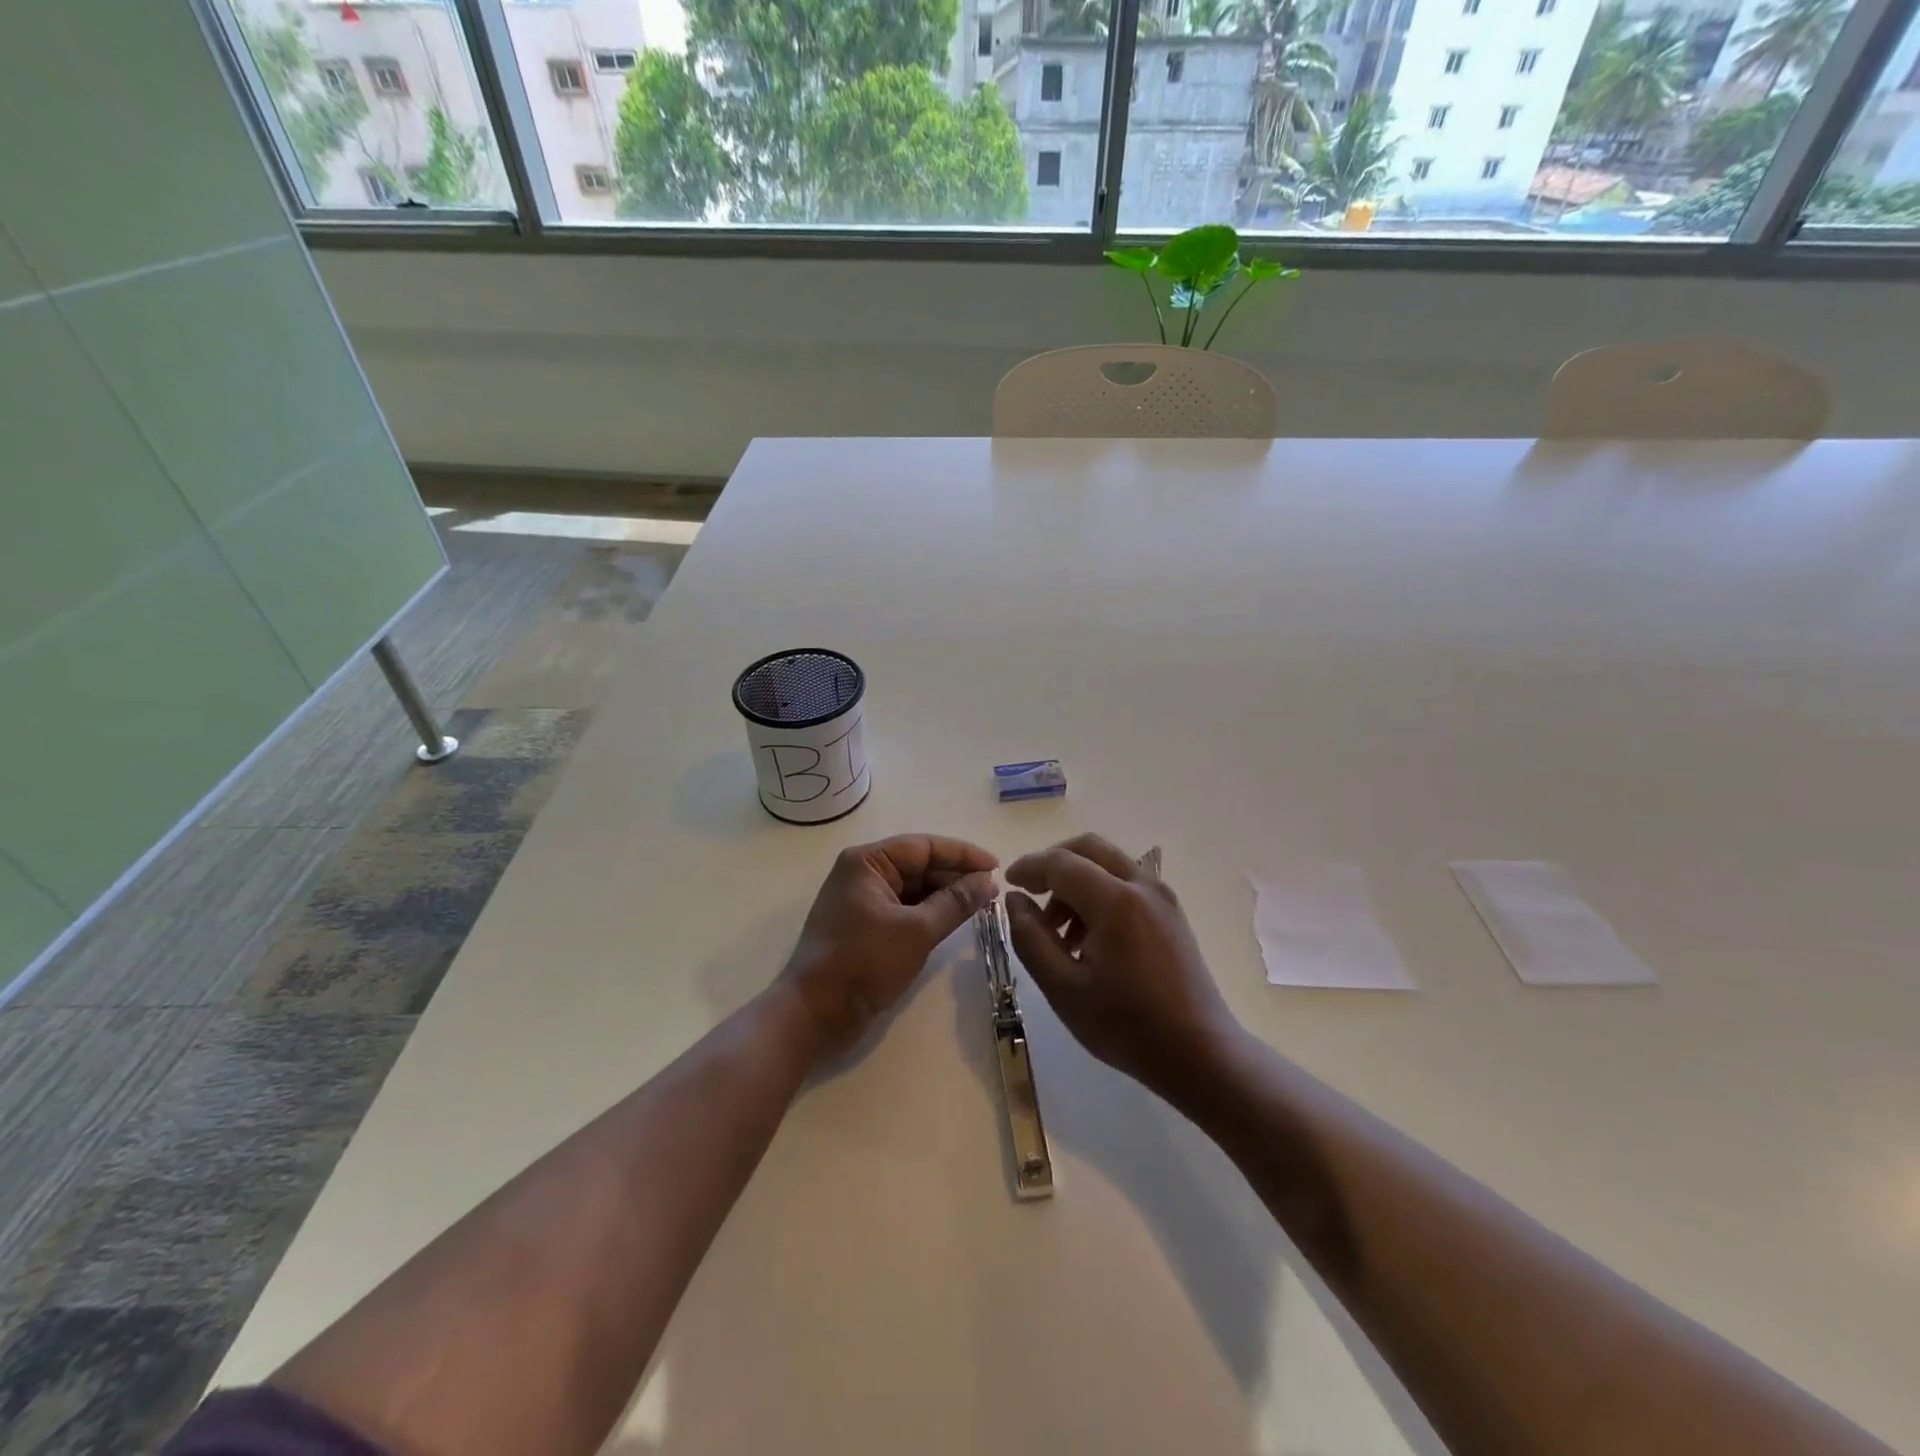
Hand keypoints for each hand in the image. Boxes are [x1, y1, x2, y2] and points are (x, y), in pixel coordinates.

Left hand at [780, 834, 998, 1057]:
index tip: (997, 866)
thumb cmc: (863, 963)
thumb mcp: (916, 931)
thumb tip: (988, 882)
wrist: (814, 1014)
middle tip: (992, 890)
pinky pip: (903, 908)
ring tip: (980, 905)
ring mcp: (861, 900)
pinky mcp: (864, 925)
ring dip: (944, 895)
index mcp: (868, 862)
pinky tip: (953, 920)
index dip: (963, 854)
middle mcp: (862, 873)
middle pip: (918, 864)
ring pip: (912, 887)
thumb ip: (955, 903)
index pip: (924, 846)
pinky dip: (928, 912)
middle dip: (955, 875)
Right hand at [1006, 833, 1237, 1100]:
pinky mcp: (1172, 913)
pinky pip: (1128, 882)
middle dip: (1054, 863)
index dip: (1029, 867)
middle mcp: (1142, 885)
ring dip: (1078, 880)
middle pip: (1089, 848)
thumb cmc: (1126, 1025)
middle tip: (1031, 893)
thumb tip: (1014, 899)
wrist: (1200, 1054)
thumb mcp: (1063, 988)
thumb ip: (1031, 938)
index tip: (1007, 884)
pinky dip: (1100, 891)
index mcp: (1115, 900)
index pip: (1061, 863)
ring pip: (1110, 863)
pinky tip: (1089, 937)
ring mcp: (1162, 897)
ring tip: (1058, 931)